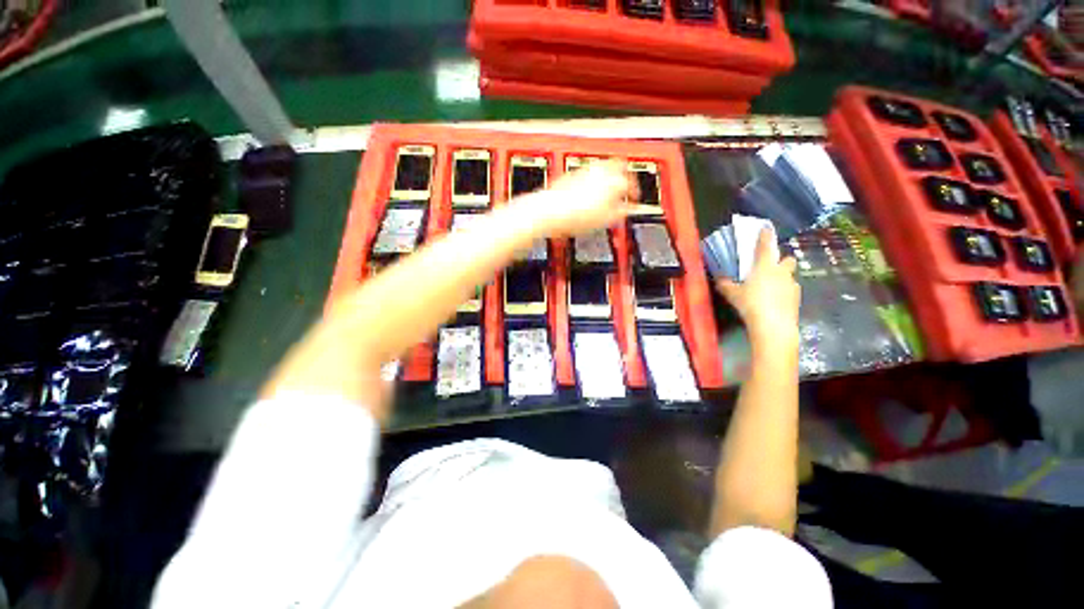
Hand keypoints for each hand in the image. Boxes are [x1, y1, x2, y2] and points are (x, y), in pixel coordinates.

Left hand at [516, 159, 634, 236]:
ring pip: (602, 165)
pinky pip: (588, 170)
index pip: (630, 182)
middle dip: (624, 174)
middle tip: (625, 185)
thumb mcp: (603, 220)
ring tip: (609, 186)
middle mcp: (598, 171)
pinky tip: (590, 187)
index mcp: (611, 182)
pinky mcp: (570, 174)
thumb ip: (619, 212)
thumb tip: (628, 209)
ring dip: (610, 173)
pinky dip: (594, 176)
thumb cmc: (572, 216)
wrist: (548, 211)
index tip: (634, 199)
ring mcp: (583, 170)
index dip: (635, 192)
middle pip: (618, 164)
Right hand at [715, 228, 800, 347]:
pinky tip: (773, 301)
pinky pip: (790, 290)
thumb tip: (718, 277)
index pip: (765, 245)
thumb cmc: (751, 304)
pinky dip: (783, 292)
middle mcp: (781, 272)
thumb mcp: (732, 294)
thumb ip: (725, 284)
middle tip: (769, 267)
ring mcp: (792, 285)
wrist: (773, 325)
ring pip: (789, 275)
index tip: (765, 228)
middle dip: (781, 260)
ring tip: (769, 288)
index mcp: (764, 266)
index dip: (765, 235)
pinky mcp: (797, 298)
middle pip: (787, 259)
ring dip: (782, 277)